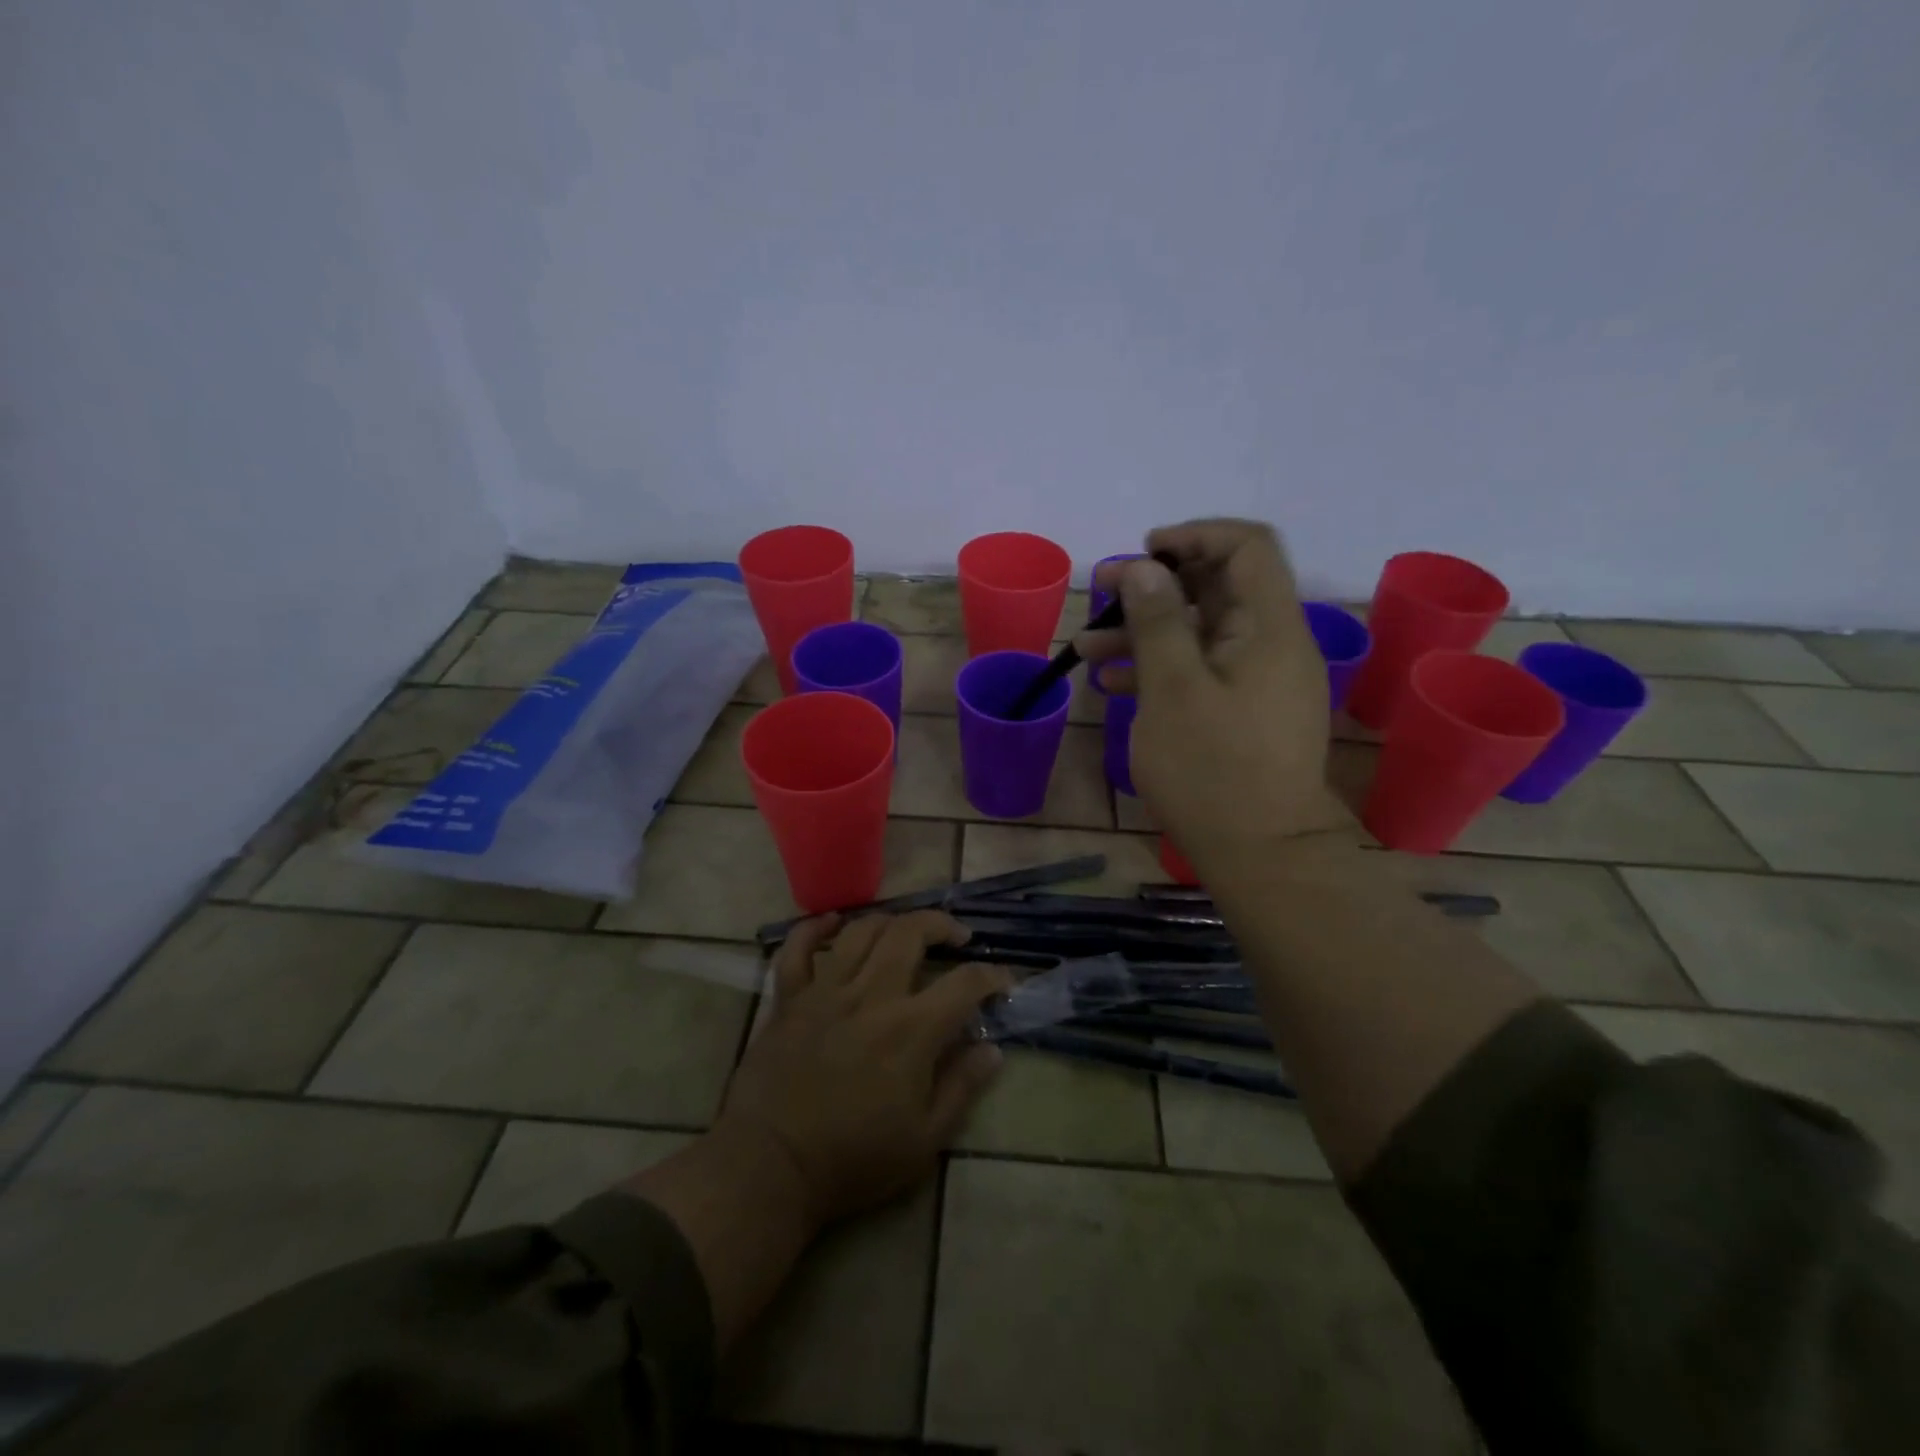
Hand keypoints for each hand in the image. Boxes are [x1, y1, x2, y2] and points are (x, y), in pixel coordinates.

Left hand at [716, 911, 1011, 1227]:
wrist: (770, 1168)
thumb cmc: (853, 1160)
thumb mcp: (924, 1140)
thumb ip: (962, 1087)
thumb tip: (993, 1050)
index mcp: (911, 1029)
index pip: (964, 983)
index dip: (992, 976)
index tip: (1003, 982)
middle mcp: (871, 995)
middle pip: (911, 932)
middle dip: (941, 924)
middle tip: (956, 937)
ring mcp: (825, 991)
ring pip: (861, 931)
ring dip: (889, 921)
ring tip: (904, 931)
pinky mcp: (789, 999)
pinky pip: (798, 948)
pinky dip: (815, 928)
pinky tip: (832, 922)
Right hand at [1077, 519, 1353, 884]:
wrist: (1262, 856)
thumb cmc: (1213, 770)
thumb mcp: (1173, 690)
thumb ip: (1158, 622)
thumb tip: (1143, 567)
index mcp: (1269, 628)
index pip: (1247, 547)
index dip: (1194, 536)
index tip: (1143, 553)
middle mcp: (1272, 645)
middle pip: (1218, 588)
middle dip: (1154, 586)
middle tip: (1100, 594)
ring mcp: (1258, 682)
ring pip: (1201, 633)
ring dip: (1146, 632)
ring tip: (1087, 648)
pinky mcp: (1244, 713)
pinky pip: (1202, 671)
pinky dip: (1160, 668)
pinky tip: (1113, 685)